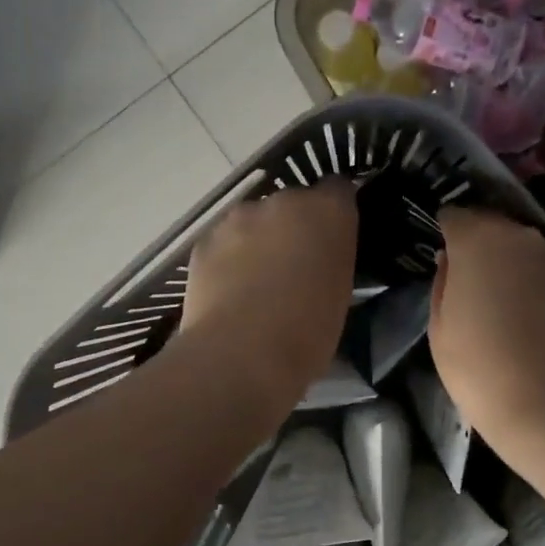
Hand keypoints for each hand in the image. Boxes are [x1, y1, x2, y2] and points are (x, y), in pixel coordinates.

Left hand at [177, 180, 357, 416]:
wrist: (241, 355)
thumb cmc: (308, 333)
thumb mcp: (339, 293)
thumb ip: (331, 260)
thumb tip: (319, 259)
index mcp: (328, 212)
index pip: (338, 190)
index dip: (334, 212)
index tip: (332, 239)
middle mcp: (284, 201)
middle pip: (292, 204)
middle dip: (293, 227)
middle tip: (293, 267)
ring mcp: (239, 217)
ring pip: (254, 221)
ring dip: (258, 240)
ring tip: (256, 283)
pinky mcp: (205, 240)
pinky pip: (223, 242)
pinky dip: (228, 259)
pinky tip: (228, 292)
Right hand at [430, 208, 544, 444]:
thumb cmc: (478, 367)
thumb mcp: (440, 328)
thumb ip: (444, 282)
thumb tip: (451, 260)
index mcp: (477, 241)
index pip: (456, 216)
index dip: (447, 232)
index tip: (444, 254)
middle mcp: (520, 238)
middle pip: (493, 227)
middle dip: (479, 245)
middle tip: (470, 280)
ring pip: (523, 250)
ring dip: (510, 265)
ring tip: (502, 303)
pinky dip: (535, 285)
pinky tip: (530, 319)